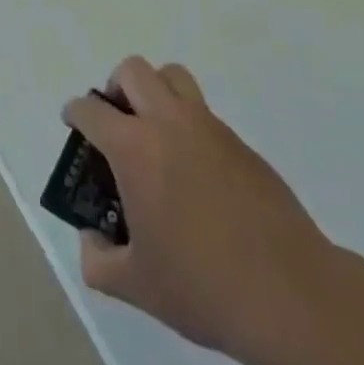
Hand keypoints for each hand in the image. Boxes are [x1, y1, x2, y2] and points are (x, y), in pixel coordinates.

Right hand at [64, 57, 336, 364]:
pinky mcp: (240, 143)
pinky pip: (203, 111)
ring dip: (154, 91)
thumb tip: (92, 238)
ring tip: (153, 134)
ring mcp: (209, 128)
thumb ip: (97, 259)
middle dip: (114, 89)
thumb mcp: (135, 285)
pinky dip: (186, 123)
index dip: (75, 112)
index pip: (92, 110)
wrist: (290, 294)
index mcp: (136, 149)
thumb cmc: (202, 287)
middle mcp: (169, 123)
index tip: (73, 124)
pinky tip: (192, 172)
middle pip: (133, 71)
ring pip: (173, 76)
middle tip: (115, 125)